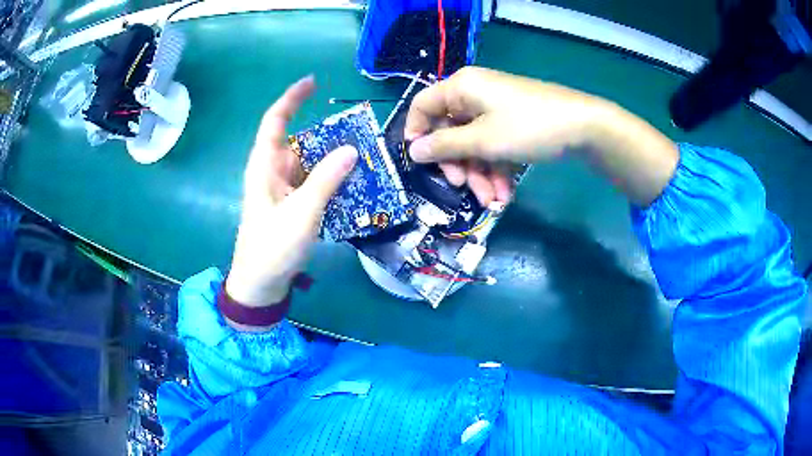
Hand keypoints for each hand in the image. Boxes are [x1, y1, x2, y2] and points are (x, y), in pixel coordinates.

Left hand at [226, 76, 357, 307]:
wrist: (260, 284)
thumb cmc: (272, 248)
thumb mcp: (301, 213)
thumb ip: (326, 180)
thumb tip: (352, 149)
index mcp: (264, 166)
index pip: (275, 121)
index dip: (292, 99)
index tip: (313, 82)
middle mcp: (272, 172)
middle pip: (298, 140)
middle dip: (325, 133)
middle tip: (358, 131)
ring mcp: (281, 189)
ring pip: (308, 162)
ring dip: (331, 158)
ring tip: (363, 155)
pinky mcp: (290, 204)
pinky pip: (312, 182)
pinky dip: (330, 178)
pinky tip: (351, 182)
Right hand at [405, 66, 605, 205]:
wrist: (583, 127)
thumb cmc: (527, 127)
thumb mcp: (482, 140)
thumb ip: (445, 146)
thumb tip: (413, 150)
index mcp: (461, 88)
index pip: (422, 105)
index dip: (416, 133)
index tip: (419, 162)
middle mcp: (474, 94)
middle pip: (449, 130)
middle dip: (458, 164)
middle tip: (464, 188)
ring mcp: (495, 109)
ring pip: (473, 143)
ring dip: (480, 174)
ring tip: (492, 201)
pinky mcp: (512, 123)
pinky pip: (494, 145)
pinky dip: (497, 168)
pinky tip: (505, 193)